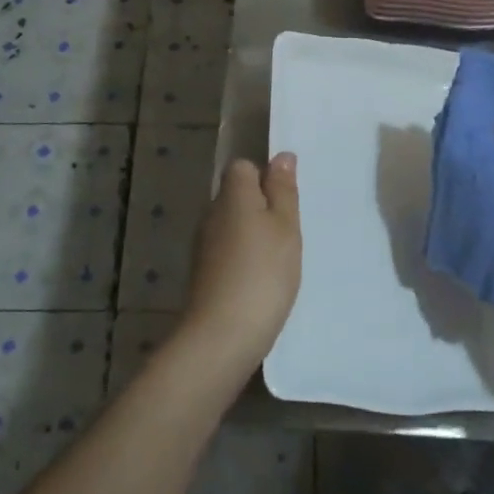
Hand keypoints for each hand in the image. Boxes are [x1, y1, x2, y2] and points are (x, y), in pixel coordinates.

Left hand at [178, 154, 301, 375]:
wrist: (222, 336)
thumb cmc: (263, 273)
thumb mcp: (285, 226)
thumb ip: (283, 190)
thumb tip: (281, 156)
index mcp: (232, 195)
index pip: (243, 167)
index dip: (265, 177)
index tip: (286, 200)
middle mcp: (212, 213)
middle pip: (238, 196)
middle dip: (262, 208)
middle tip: (290, 231)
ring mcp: (204, 246)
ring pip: (233, 225)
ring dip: (254, 236)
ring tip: (280, 259)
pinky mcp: (204, 274)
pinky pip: (228, 251)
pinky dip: (245, 260)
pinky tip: (262, 281)